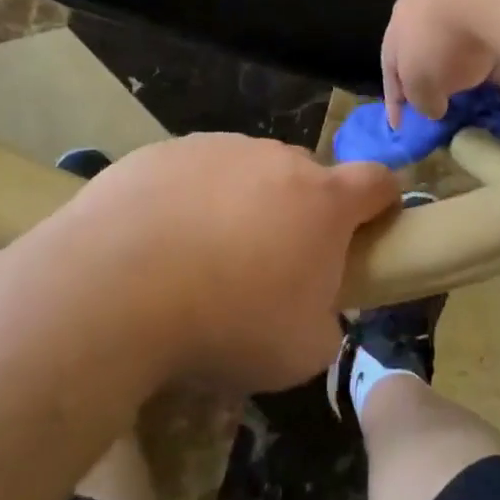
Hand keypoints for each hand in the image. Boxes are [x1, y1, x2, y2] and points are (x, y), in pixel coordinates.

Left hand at [68, 134, 398, 391]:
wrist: (117, 286)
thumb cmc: (226, 322)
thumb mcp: (301, 352)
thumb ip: (327, 321)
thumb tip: (316, 308)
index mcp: (322, 201)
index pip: (377, 182)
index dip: (382, 202)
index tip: (371, 228)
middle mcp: (275, 159)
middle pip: (306, 176)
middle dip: (301, 211)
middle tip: (271, 263)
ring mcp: (219, 148)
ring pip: (247, 171)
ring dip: (242, 204)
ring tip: (204, 258)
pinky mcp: (166, 150)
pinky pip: (194, 172)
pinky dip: (191, 199)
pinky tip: (159, 242)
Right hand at [382, 0, 499, 127]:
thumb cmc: (441, 40)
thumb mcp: (420, 83)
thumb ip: (420, 99)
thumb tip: (432, 108)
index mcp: (399, 23)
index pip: (391, 66)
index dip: (395, 99)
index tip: (400, 127)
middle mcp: (428, 4)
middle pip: (428, 47)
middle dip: (437, 75)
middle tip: (448, 101)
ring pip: (465, 39)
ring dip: (474, 65)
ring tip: (488, 91)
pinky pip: (499, 34)